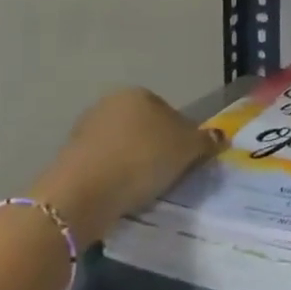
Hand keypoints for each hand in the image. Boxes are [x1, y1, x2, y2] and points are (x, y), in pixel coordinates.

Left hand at [38, 88, 220, 242]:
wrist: (83, 193)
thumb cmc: (142, 160)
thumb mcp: (186, 150)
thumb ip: (205, 141)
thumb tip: (221, 136)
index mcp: (138, 93)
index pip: (169, 112)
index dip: (181, 137)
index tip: (185, 162)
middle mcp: (109, 104)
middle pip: (144, 128)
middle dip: (155, 149)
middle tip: (167, 177)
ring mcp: (85, 130)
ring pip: (122, 147)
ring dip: (133, 164)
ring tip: (143, 191)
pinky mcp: (69, 158)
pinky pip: (103, 166)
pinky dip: (114, 178)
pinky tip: (120, 196)